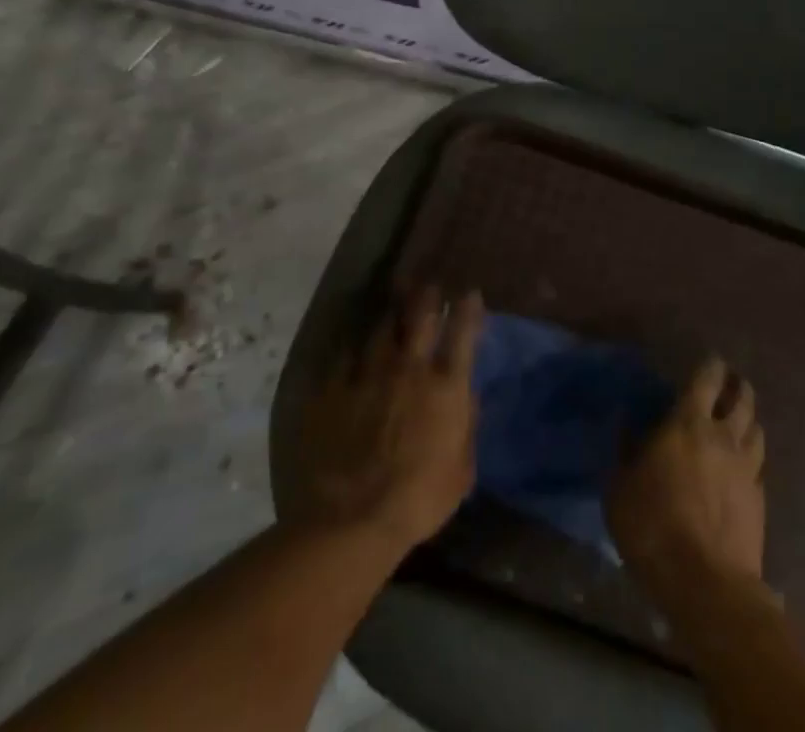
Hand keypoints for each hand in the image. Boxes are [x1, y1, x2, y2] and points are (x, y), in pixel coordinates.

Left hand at [290, 285, 483, 552]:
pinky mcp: (334, 389)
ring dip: (389, 318)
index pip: (462, 335)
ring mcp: (369, 375)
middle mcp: (409, 369)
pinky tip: (352, 346)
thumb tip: (469, 398)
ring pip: (380, 330)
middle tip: (429, 285)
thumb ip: (467, 428)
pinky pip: (344, 357)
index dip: (467, 310)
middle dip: (427, 297)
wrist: (352, 519)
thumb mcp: (461, 472)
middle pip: (419, 318)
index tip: (469, 293)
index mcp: (445, 388)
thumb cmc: (419, 500)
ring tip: (391, 311)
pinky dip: (352, 350)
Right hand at [607, 356, 766, 590]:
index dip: (711, 365)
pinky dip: (753, 458)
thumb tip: (626, 422)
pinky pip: (760, 467)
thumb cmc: (652, 526)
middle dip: (737, 386)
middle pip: (742, 399)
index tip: (711, 360)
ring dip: (749, 420)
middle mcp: (724, 436)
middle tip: (730, 383)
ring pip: (757, 430)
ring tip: (740, 421)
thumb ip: (625, 449)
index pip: (707, 379)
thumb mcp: (620, 487)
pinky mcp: (760, 501)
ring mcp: (747, 469)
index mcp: (688, 423)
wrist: (706, 584)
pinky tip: (744, 467)